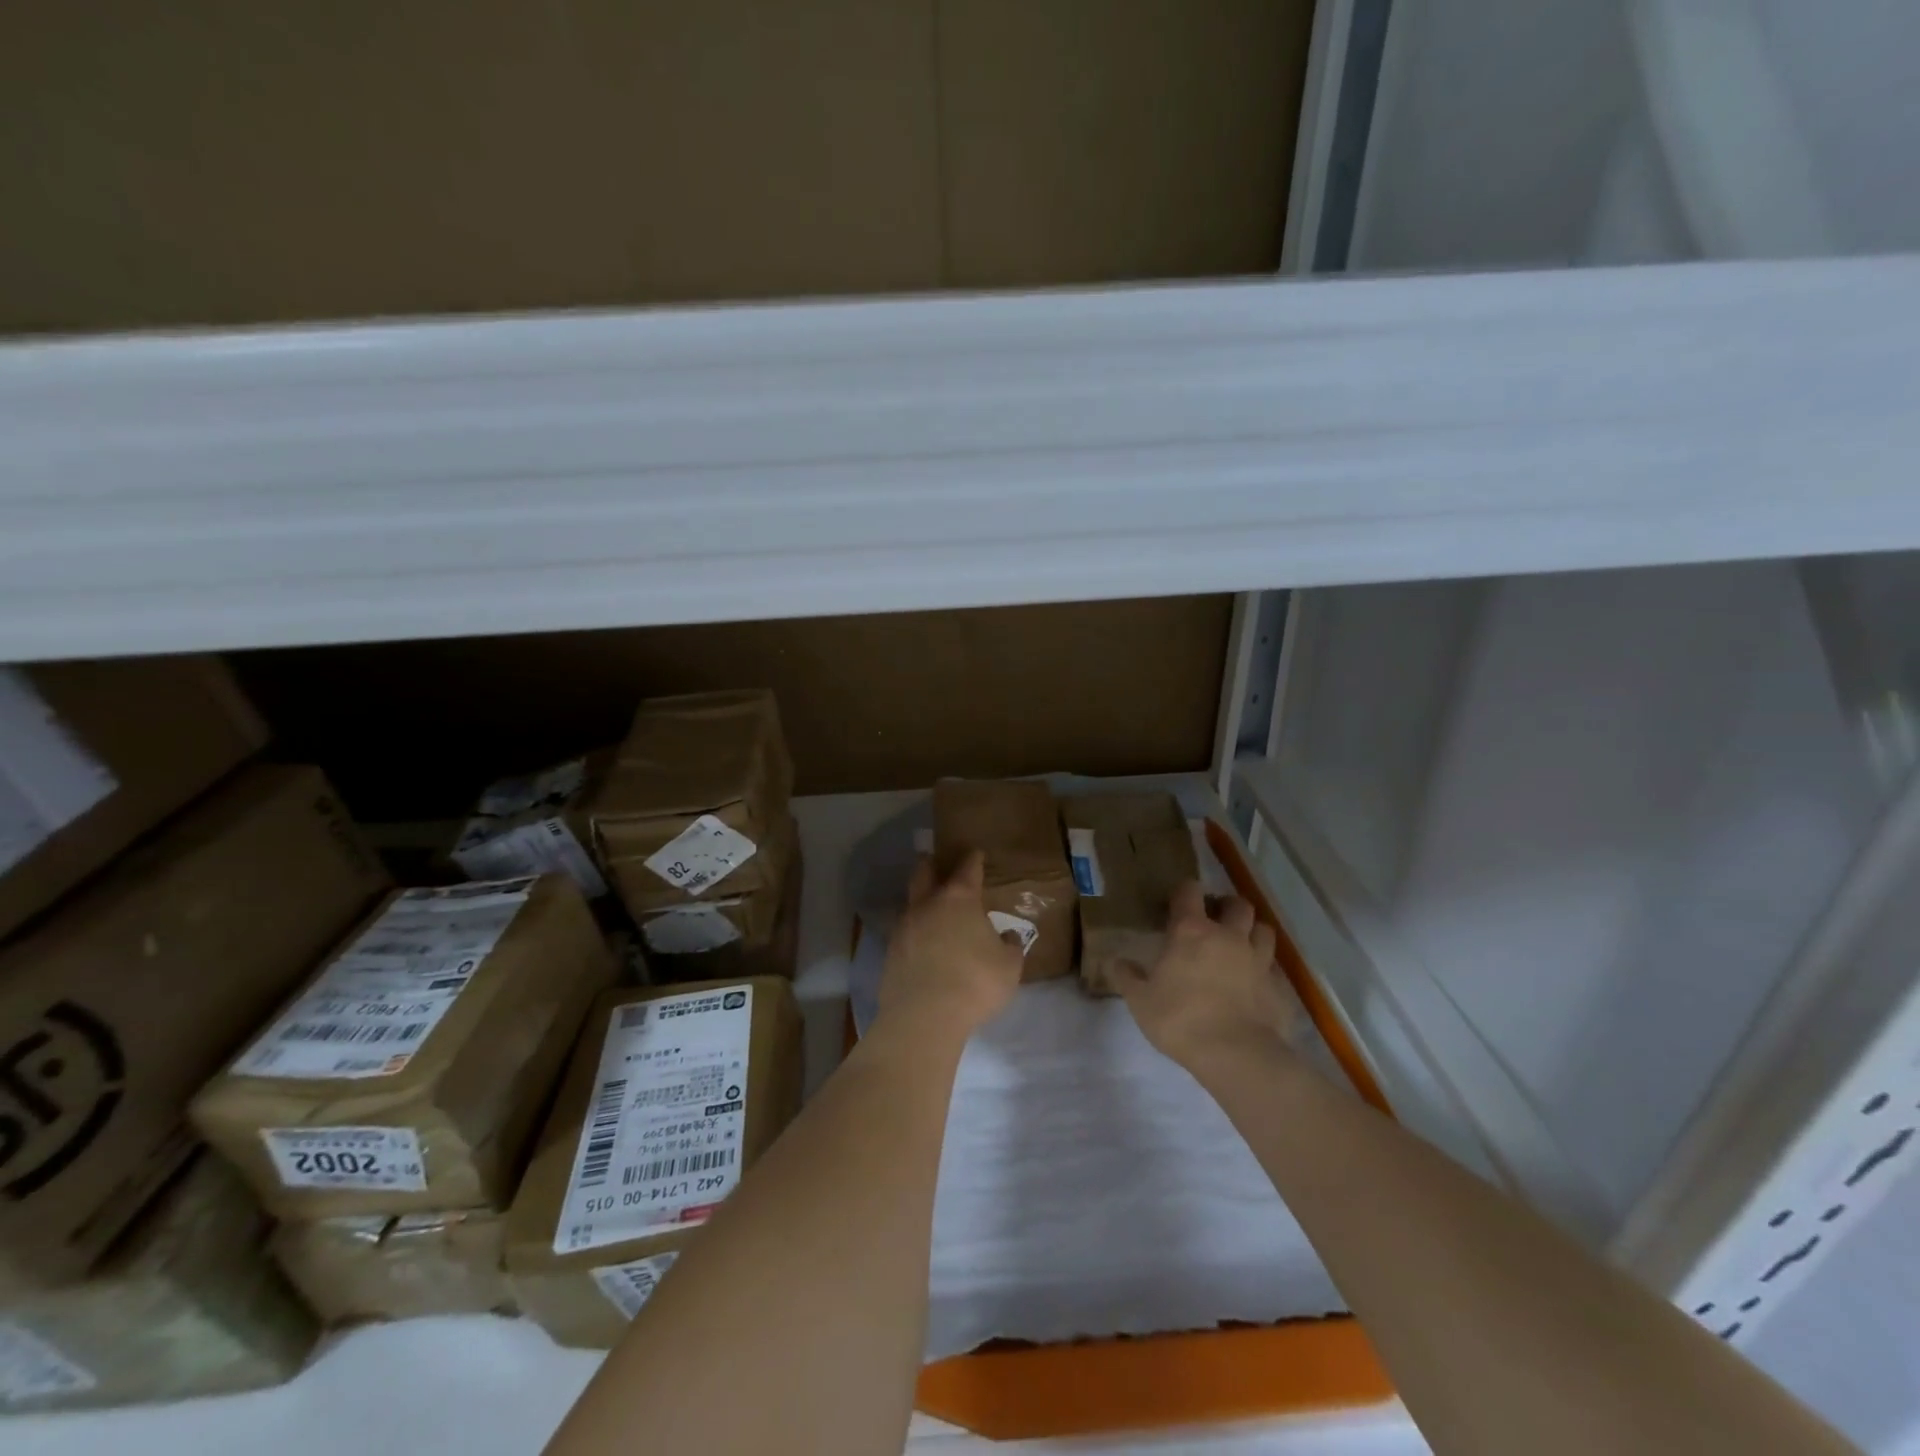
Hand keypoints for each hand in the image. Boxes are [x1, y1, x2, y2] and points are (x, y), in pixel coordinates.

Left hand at [877, 851, 1024, 1040]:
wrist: (924, 1015)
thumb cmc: (974, 982)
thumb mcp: (1008, 967)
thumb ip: (1009, 947)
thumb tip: (1007, 937)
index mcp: (960, 899)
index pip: (968, 869)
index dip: (973, 859)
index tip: (976, 853)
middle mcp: (928, 904)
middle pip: (924, 872)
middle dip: (932, 865)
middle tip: (937, 863)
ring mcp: (904, 927)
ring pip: (911, 902)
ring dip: (921, 900)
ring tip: (932, 908)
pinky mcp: (890, 952)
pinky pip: (904, 932)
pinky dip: (914, 932)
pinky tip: (923, 943)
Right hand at [1113, 882, 1296, 1070]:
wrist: (1235, 1054)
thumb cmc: (1180, 1019)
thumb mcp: (1140, 1001)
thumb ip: (1127, 977)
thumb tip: (1115, 961)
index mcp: (1191, 931)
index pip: (1190, 891)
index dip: (1185, 891)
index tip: (1178, 902)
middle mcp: (1228, 936)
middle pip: (1238, 904)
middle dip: (1227, 907)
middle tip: (1216, 921)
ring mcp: (1258, 960)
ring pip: (1264, 930)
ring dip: (1252, 932)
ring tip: (1241, 945)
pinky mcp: (1279, 986)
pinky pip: (1274, 967)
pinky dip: (1266, 968)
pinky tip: (1256, 982)